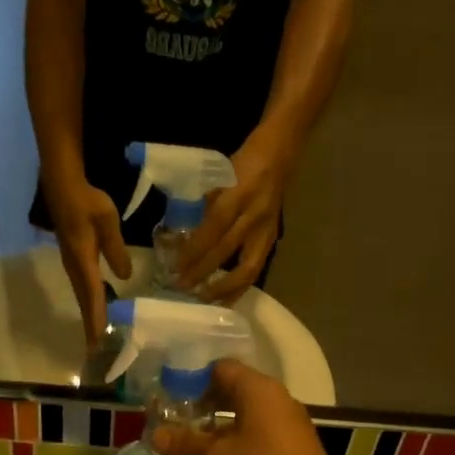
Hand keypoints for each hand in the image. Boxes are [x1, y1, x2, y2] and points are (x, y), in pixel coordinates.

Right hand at [49, 182, 132, 344]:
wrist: (63, 187)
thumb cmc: (87, 202)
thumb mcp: (107, 222)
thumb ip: (117, 249)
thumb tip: (125, 277)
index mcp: (83, 262)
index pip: (92, 296)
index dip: (97, 319)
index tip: (99, 342)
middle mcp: (75, 268)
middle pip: (84, 302)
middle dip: (91, 326)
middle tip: (97, 350)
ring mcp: (72, 264)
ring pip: (82, 296)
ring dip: (89, 316)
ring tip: (97, 336)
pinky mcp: (73, 259)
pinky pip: (82, 287)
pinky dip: (89, 302)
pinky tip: (97, 306)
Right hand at [152, 361, 352, 454]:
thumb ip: (186, 444)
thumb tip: (155, 435)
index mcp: (259, 390)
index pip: (221, 368)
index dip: (192, 378)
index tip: (168, 396)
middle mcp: (276, 399)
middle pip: (234, 390)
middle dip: (203, 404)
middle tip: (173, 420)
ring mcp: (287, 424)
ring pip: (246, 414)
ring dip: (218, 425)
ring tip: (189, 442)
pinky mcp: (292, 448)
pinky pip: (258, 433)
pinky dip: (236, 440)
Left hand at [176, 131, 290, 303]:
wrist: (279, 155)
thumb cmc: (242, 164)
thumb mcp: (218, 176)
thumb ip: (202, 205)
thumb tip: (177, 235)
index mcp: (239, 194)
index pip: (213, 227)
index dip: (194, 250)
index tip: (176, 266)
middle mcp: (254, 215)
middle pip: (226, 250)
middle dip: (202, 271)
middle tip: (181, 286)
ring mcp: (266, 230)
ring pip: (247, 268)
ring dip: (224, 287)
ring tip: (203, 299)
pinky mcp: (272, 240)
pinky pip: (255, 270)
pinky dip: (239, 287)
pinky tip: (225, 299)